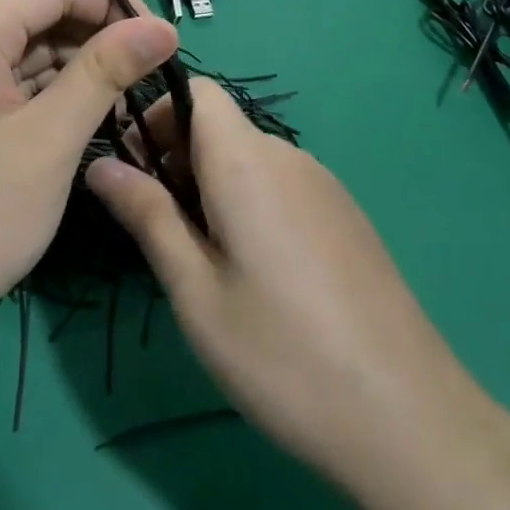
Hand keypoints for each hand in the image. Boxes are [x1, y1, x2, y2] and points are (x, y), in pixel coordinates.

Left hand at [0, 0, 178, 371]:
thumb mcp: (52, 139)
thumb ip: (107, 71)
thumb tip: (164, 26)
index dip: (112, 3)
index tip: (159, 41)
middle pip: (37, 13)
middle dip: (96, 37)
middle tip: (147, 79)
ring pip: (23, 49)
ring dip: (75, 68)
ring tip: (123, 104)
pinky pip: (4, 80)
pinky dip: (46, 93)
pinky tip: (83, 119)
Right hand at [85, 79, 483, 492]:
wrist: (409, 420)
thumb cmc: (281, 354)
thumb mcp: (195, 290)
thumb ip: (147, 215)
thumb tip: (100, 163)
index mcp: (247, 162)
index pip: (197, 90)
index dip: (155, 113)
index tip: (131, 168)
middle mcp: (290, 158)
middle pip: (220, 126)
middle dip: (175, 157)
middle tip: (154, 228)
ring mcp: (325, 187)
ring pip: (249, 159)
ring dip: (209, 185)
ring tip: (198, 259)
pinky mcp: (345, 218)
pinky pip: (280, 186)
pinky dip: (247, 204)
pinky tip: (251, 274)